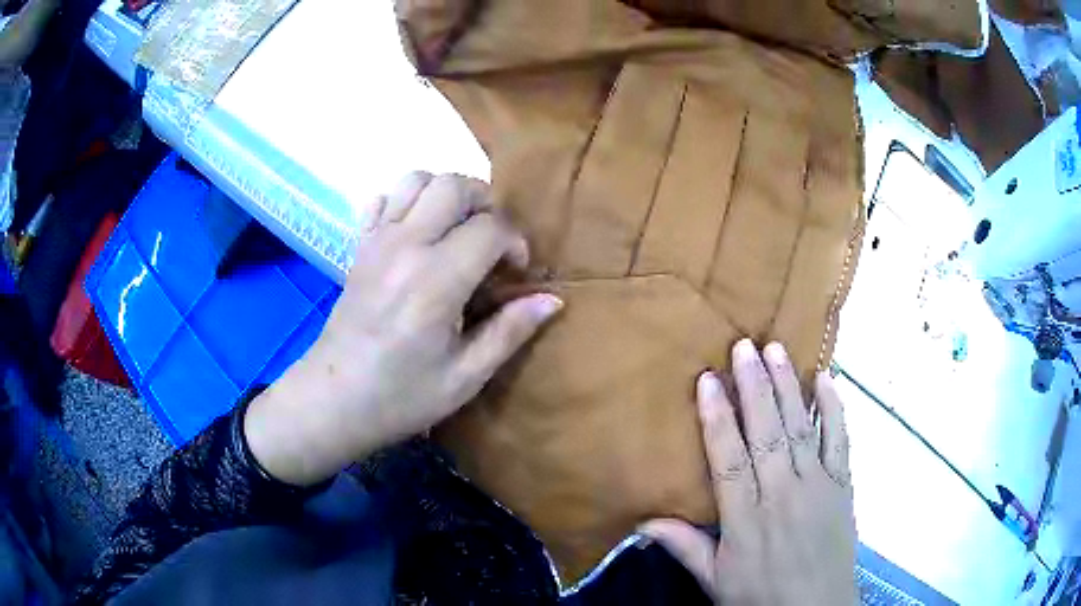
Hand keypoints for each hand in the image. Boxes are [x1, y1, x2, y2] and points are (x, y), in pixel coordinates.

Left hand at [244, 172, 562, 485]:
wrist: (333, 401)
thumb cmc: (401, 397)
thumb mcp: (465, 377)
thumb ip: (509, 331)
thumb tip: (551, 299)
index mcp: (436, 280)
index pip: (491, 227)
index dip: (515, 243)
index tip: (516, 273)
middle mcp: (405, 246)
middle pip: (454, 185)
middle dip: (486, 203)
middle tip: (492, 241)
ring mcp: (376, 241)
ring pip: (417, 179)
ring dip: (446, 194)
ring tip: (457, 230)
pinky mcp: (359, 247)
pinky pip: (382, 199)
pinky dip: (406, 202)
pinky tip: (416, 233)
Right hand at [640, 340, 856, 604]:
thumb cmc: (761, 595)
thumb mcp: (716, 580)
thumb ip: (685, 547)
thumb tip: (644, 521)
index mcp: (746, 519)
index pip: (728, 460)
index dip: (717, 419)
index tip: (707, 381)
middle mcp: (781, 494)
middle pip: (766, 433)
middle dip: (754, 387)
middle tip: (744, 346)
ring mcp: (817, 485)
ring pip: (800, 429)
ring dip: (788, 387)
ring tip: (776, 349)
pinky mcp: (842, 485)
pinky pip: (840, 440)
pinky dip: (834, 409)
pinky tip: (827, 379)